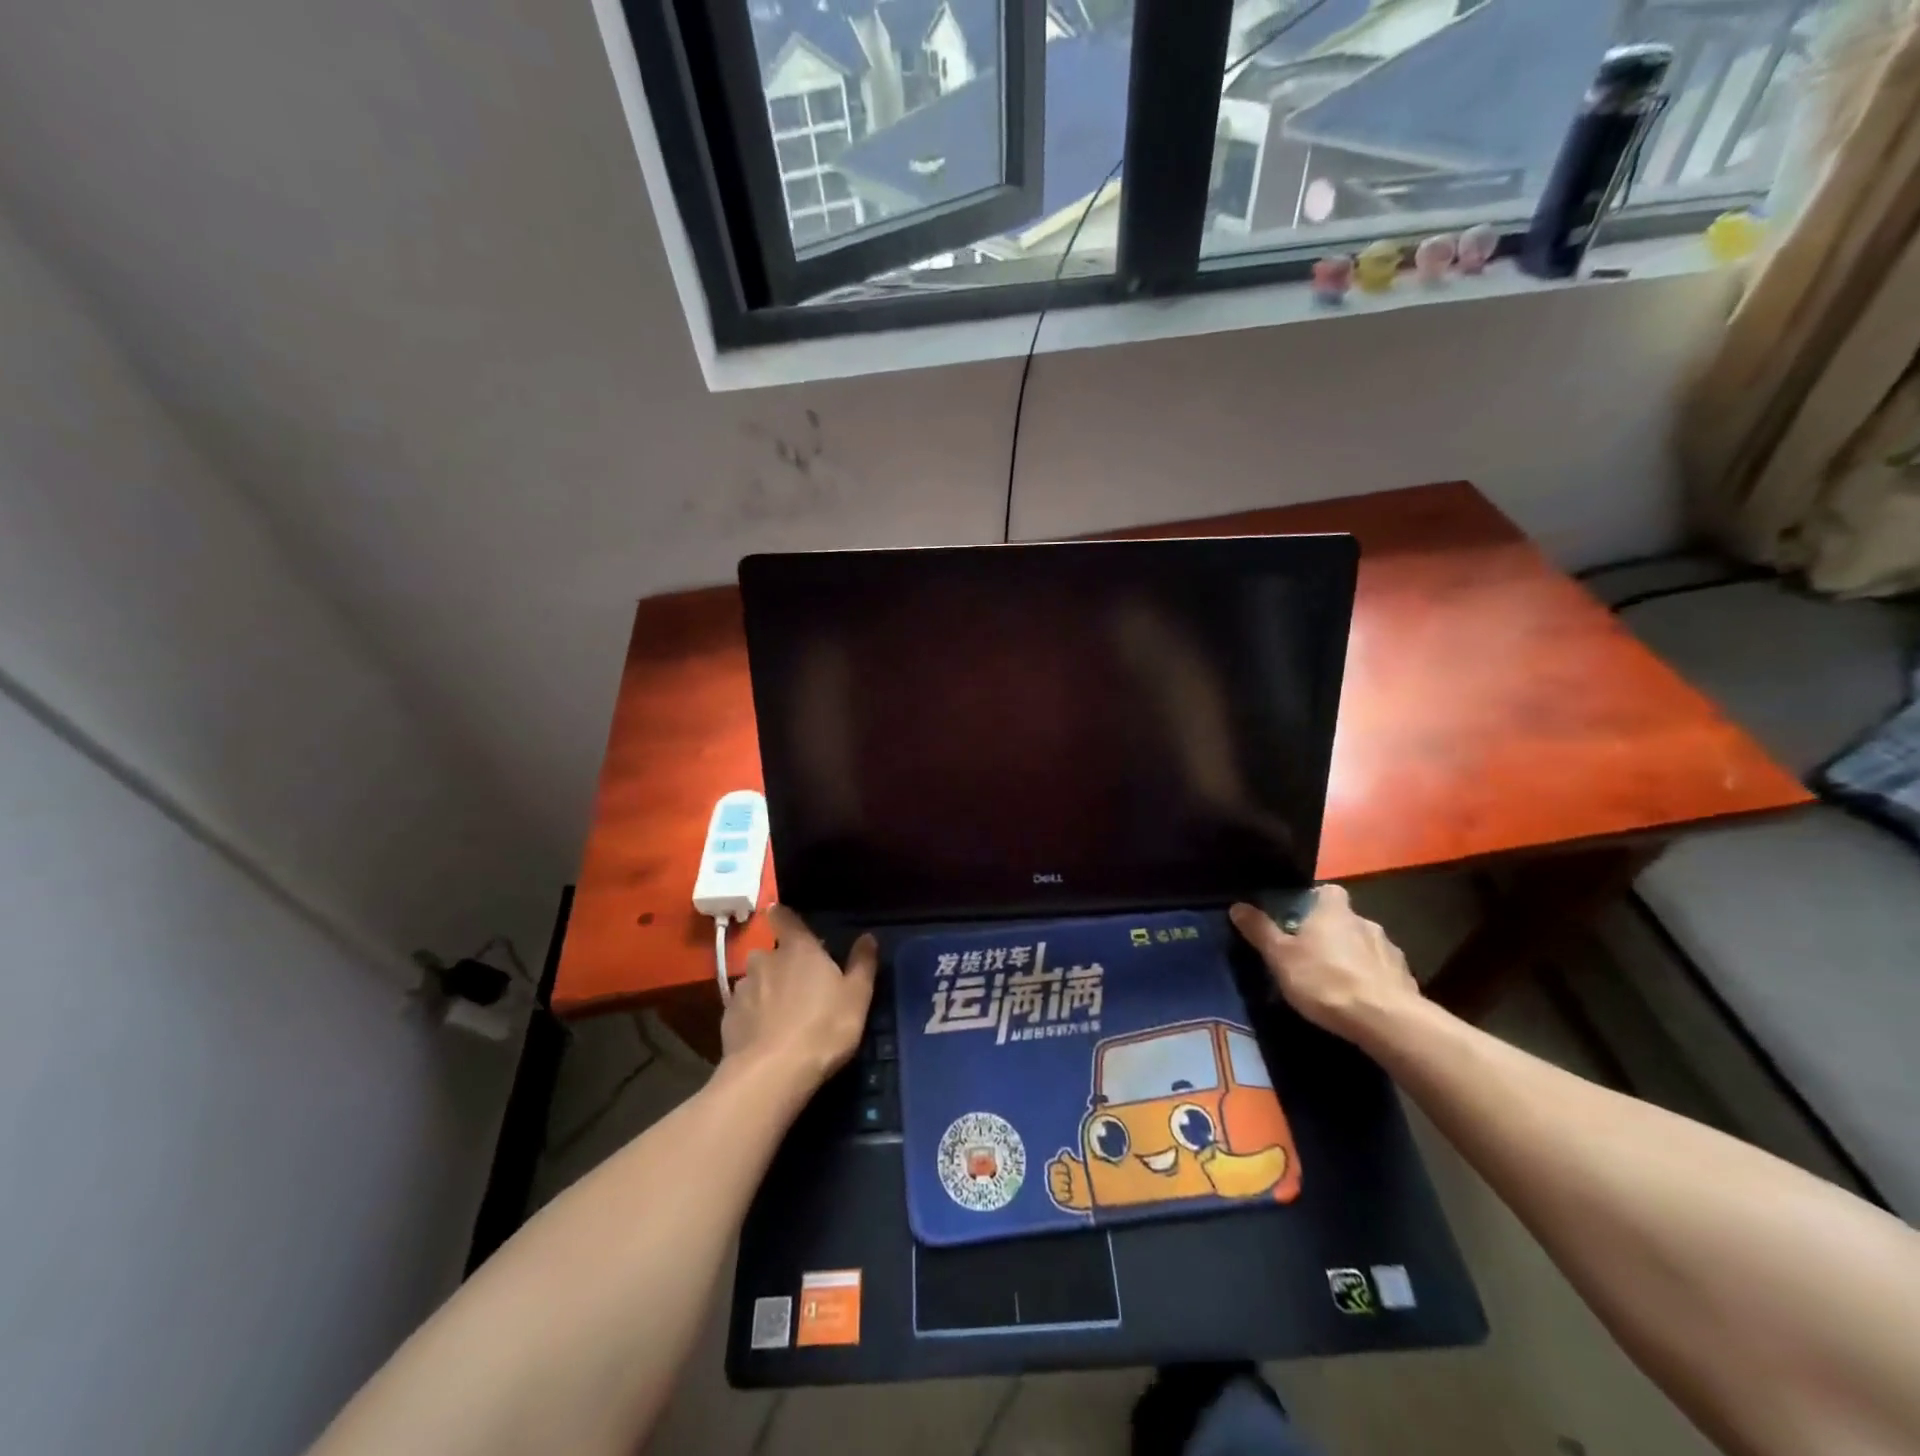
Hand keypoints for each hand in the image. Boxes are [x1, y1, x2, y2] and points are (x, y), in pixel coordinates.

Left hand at [720, 905, 876, 1090]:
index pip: (784, 918)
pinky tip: (765, 1036)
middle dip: (781, 964)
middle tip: (799, 986)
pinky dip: (753, 1016)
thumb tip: (868, 937)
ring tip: (782, 1016)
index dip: (783, 916)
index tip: (784, 918)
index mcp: (798, 948)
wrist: (771, 1074)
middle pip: (770, 954)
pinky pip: (743, 1009)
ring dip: (766, 991)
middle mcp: (765, 960)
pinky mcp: (727, 1018)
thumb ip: (862, 964)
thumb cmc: (823, 1028)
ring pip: (756, 982)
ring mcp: (742, 989)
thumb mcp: (857, 997)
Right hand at [1229, 886, 1420, 1042]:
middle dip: (1332, 933)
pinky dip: (1371, 980)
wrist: (1386, 1021)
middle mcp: (1365, 923)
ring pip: (1366, 946)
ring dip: (1354, 957)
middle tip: (1312, 954)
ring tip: (1337, 981)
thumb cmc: (1325, 980)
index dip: (1315, 900)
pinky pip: (1382, 972)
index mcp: (1334, 912)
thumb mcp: (1280, 956)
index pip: (1328, 890)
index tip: (1300, 916)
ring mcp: (1390, 951)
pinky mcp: (1406, 979)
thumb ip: (1260, 931)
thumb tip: (1237, 905)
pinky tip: (1360, 1000)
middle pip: (1345, 920)